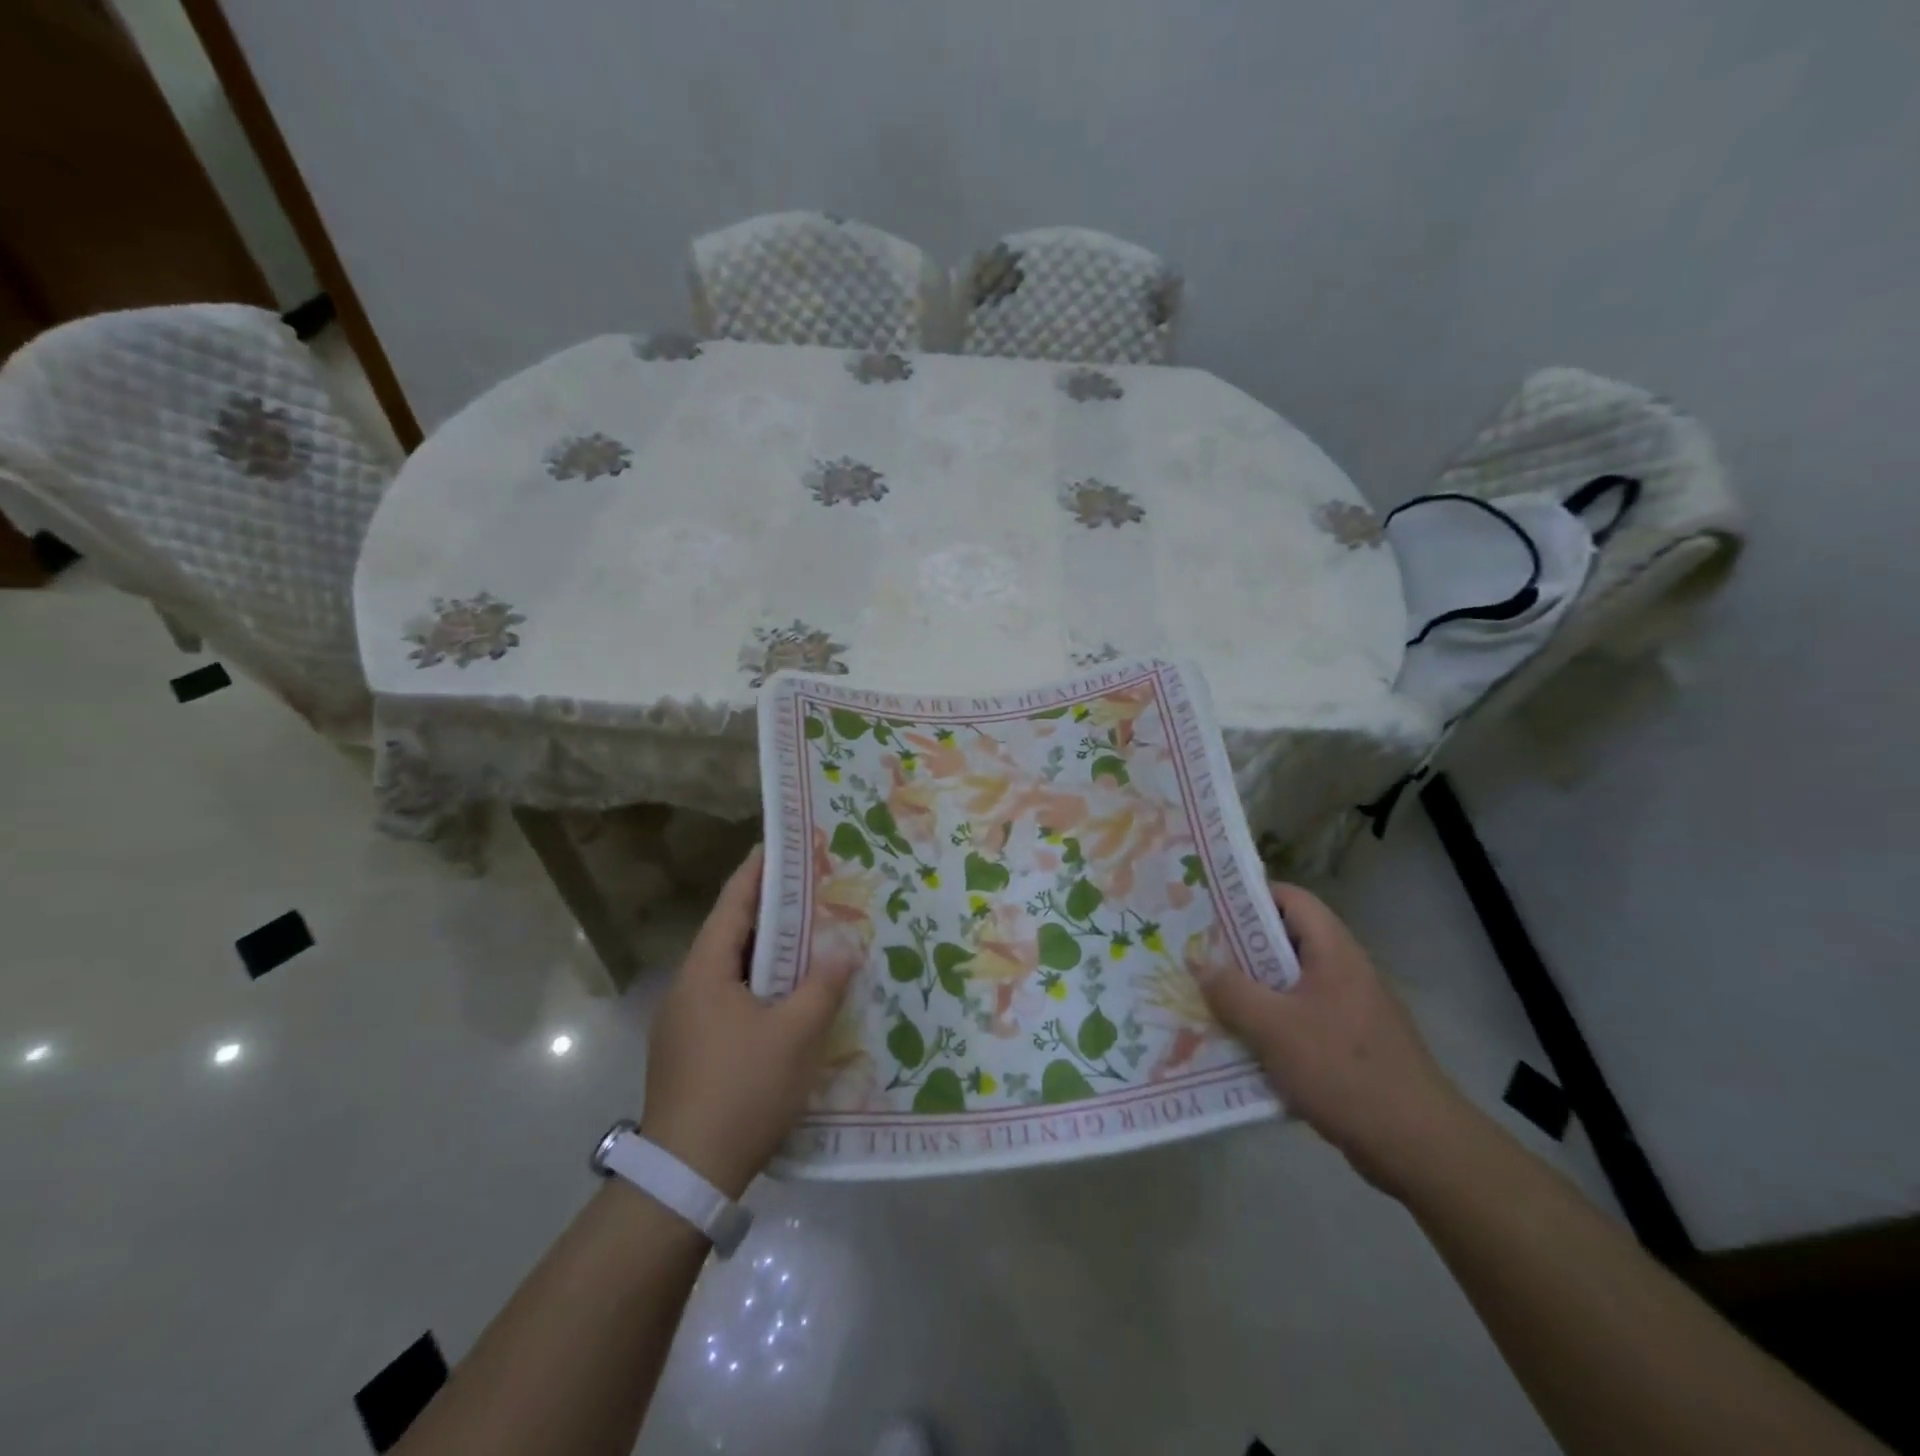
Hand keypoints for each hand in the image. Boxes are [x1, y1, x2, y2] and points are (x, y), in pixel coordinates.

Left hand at [639, 846, 856, 1196]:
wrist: (686, 1177)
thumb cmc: (742, 1090)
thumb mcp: (795, 1034)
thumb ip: (822, 985)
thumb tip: (844, 947)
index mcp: (705, 971)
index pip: (733, 903)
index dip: (759, 871)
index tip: (786, 845)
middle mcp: (688, 988)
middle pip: (732, 934)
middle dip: (773, 911)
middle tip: (815, 891)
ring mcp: (685, 1023)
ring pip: (733, 971)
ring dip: (769, 954)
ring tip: (812, 938)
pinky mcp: (691, 1052)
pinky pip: (731, 1000)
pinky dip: (761, 987)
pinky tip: (792, 999)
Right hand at [1197, 882, 1470, 1195]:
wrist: (1418, 1147)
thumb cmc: (1343, 1070)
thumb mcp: (1274, 1028)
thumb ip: (1231, 992)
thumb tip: (1200, 964)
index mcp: (1334, 952)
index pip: (1292, 899)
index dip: (1250, 895)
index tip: (1209, 907)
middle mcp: (1345, 972)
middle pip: (1286, 942)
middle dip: (1240, 948)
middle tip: (1197, 953)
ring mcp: (1350, 1011)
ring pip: (1290, 985)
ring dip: (1252, 990)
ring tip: (1208, 996)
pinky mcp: (1350, 1046)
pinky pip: (1300, 1020)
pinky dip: (1270, 1025)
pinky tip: (1240, 1044)